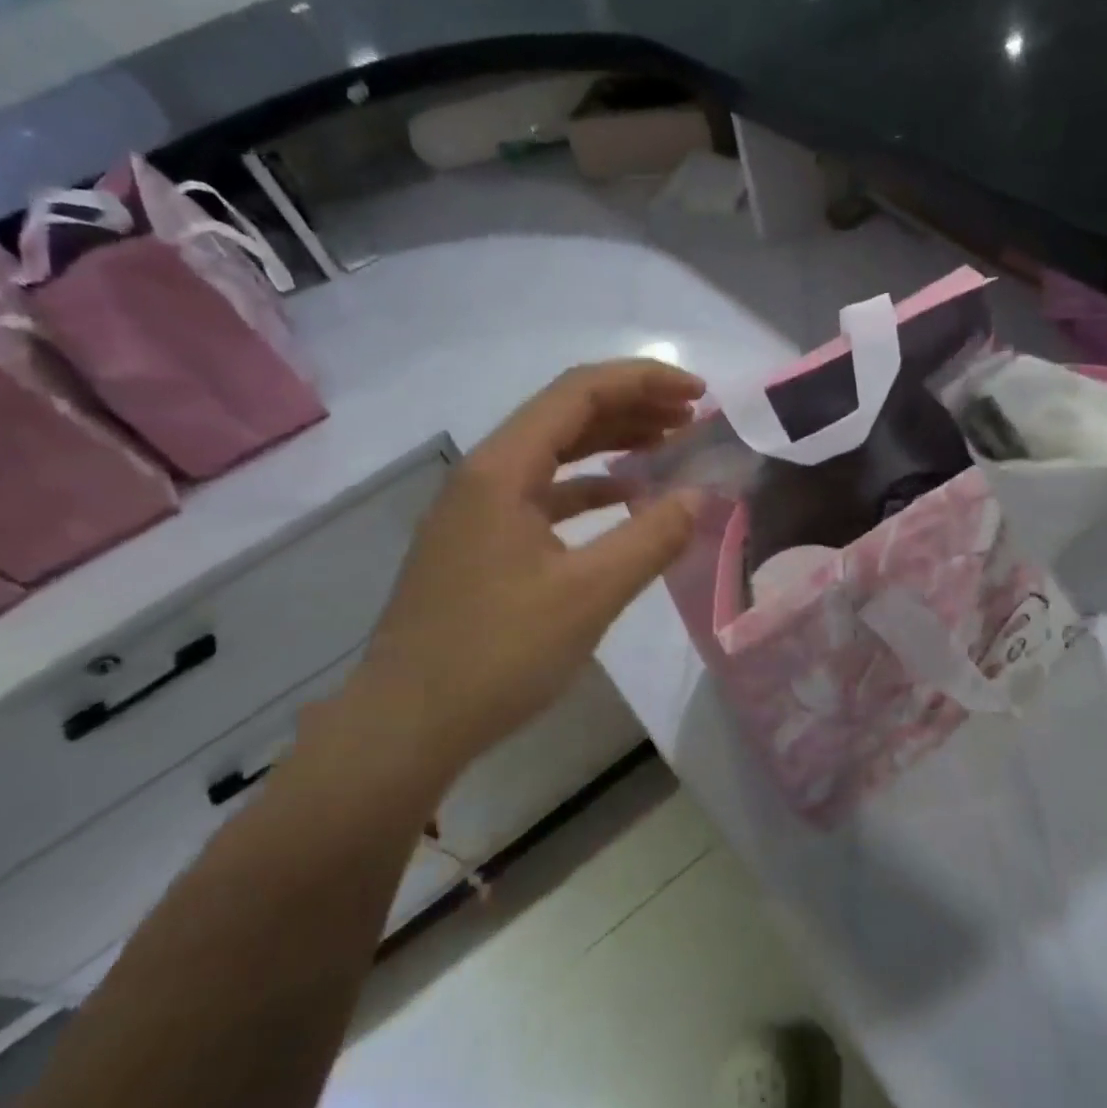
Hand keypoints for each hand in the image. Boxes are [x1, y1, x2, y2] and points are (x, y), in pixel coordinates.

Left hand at [310, 360, 704, 797]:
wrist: (406, 726)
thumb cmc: (497, 655)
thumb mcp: (588, 596)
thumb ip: (652, 539)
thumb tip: (699, 495)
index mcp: (503, 469)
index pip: (579, 392)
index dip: (644, 381)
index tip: (700, 394)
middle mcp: (485, 475)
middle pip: (565, 414)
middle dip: (633, 407)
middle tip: (693, 418)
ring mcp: (478, 510)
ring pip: (554, 454)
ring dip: (612, 443)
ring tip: (668, 446)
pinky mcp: (480, 543)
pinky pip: (543, 494)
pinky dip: (588, 488)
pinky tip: (623, 500)